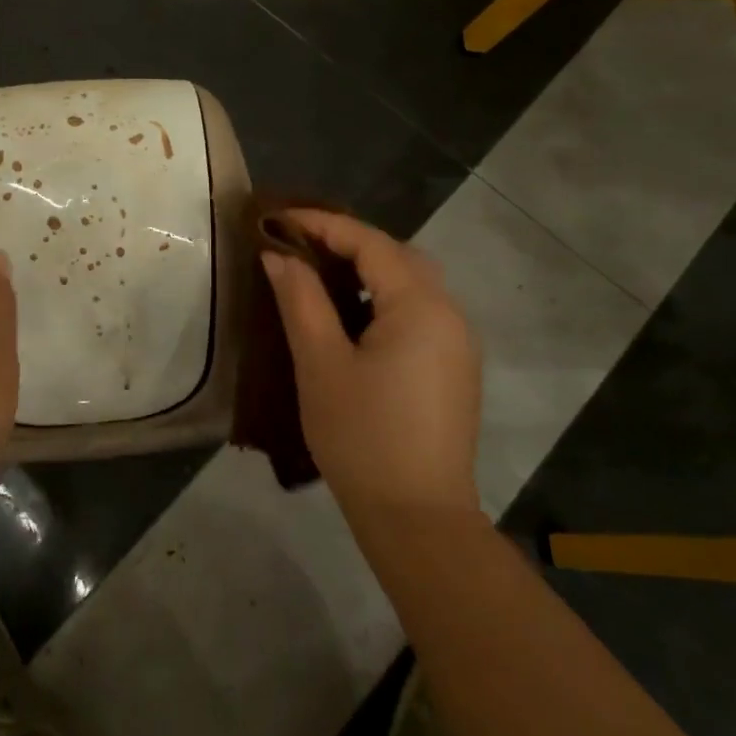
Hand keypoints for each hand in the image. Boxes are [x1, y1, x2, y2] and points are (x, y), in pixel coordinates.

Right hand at [261, 210, 481, 518]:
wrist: (417, 517)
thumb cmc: (362, 437)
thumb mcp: (320, 364)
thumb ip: (301, 301)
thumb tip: (278, 256)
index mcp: (421, 306)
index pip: (370, 242)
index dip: (322, 224)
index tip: (278, 218)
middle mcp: (450, 314)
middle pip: (399, 256)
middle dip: (348, 242)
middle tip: (298, 244)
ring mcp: (458, 343)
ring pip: (412, 284)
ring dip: (368, 270)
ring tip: (319, 274)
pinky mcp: (455, 369)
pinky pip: (419, 312)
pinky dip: (384, 299)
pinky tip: (353, 317)